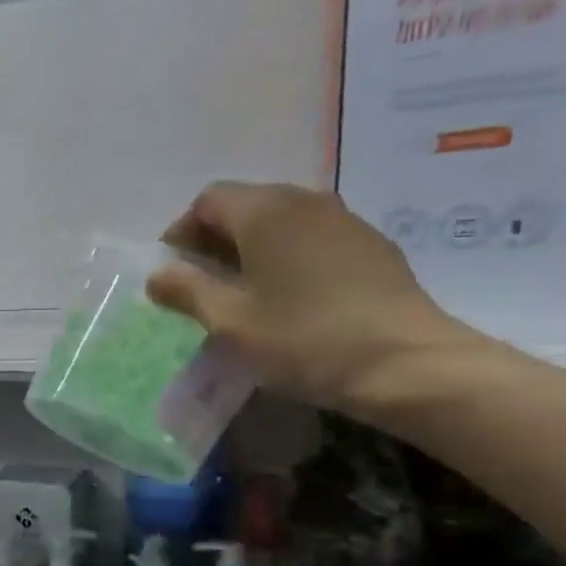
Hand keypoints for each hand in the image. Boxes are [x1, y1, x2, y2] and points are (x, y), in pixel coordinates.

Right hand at [148, 182, 465, 414]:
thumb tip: (158, 274)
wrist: (407, 364)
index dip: (181, 232)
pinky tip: (288, 298)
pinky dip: (286, 257)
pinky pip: (311, 238)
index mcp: (266, 212)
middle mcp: (306, 201)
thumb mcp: (231, 322)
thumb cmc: (305, 340)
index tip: (173, 273)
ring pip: (280, 221)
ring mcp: (344, 220)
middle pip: (245, 205)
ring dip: (251, 249)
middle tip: (201, 286)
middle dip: (214, 240)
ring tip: (243, 294)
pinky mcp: (370, 245)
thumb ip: (187, 291)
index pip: (208, 200)